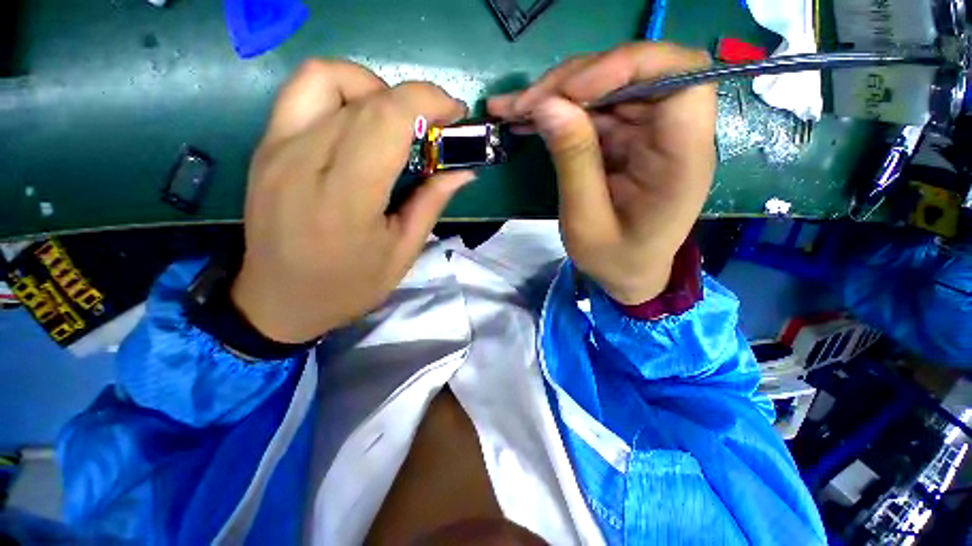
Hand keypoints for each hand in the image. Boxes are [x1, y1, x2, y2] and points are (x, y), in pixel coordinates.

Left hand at [231, 61, 472, 342]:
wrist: (278, 300)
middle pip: (365, 96)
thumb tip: (463, 171)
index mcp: (345, 199)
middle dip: (413, 99)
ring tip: (394, 122)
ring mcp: (276, 148)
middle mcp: (303, 161)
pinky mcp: (265, 146)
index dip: (428, 101)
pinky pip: (303, 93)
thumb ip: (431, 203)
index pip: (386, 118)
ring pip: (327, 77)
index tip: (455, 114)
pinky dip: (343, 94)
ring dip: (373, 88)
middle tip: (435, 127)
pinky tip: (360, 126)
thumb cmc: (348, 286)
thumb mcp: (402, 253)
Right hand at [489, 43, 715, 303]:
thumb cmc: (615, 259)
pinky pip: (592, 111)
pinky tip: (525, 118)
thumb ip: (573, 162)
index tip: (570, 91)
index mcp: (682, 158)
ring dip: (556, 94)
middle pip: (633, 73)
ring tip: (511, 110)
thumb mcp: (586, 222)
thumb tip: (547, 105)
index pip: (680, 75)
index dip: (627, 65)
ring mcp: (646, 134)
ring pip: (605, 87)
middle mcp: (671, 134)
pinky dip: (557, 111)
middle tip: (522, 105)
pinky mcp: (624, 139)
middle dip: (572, 81)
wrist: (629, 273)